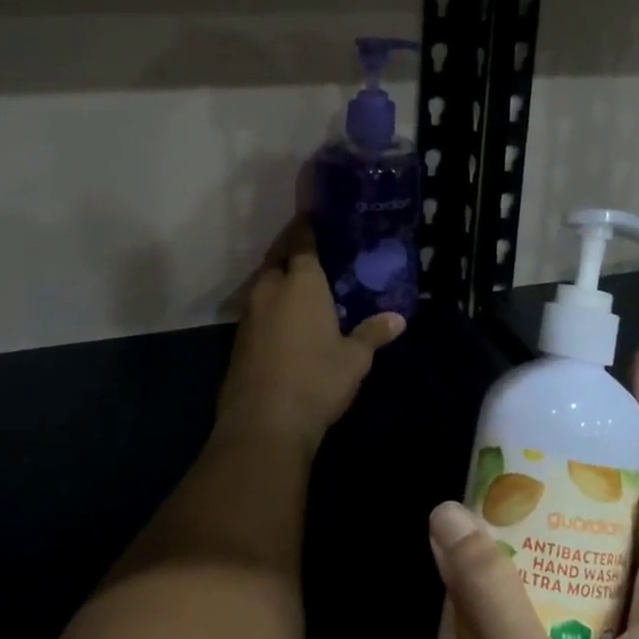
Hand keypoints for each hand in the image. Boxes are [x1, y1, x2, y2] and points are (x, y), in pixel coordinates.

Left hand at [217, 216, 406, 457]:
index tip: (315, 216)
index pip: (303, 241)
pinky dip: (271, 304)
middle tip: (312, 249)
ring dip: (279, 278)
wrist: (263, 423)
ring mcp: (250, 314)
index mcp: (302, 283)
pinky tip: (286, 317)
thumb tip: (398, 319)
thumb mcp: (354, 359)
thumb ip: (373, 333)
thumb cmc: (316, 380)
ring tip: (302, 283)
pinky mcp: (239, 339)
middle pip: (278, 257)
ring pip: (264, 282)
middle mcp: (271, 289)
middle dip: (291, 248)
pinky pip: (258, 308)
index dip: (308, 226)